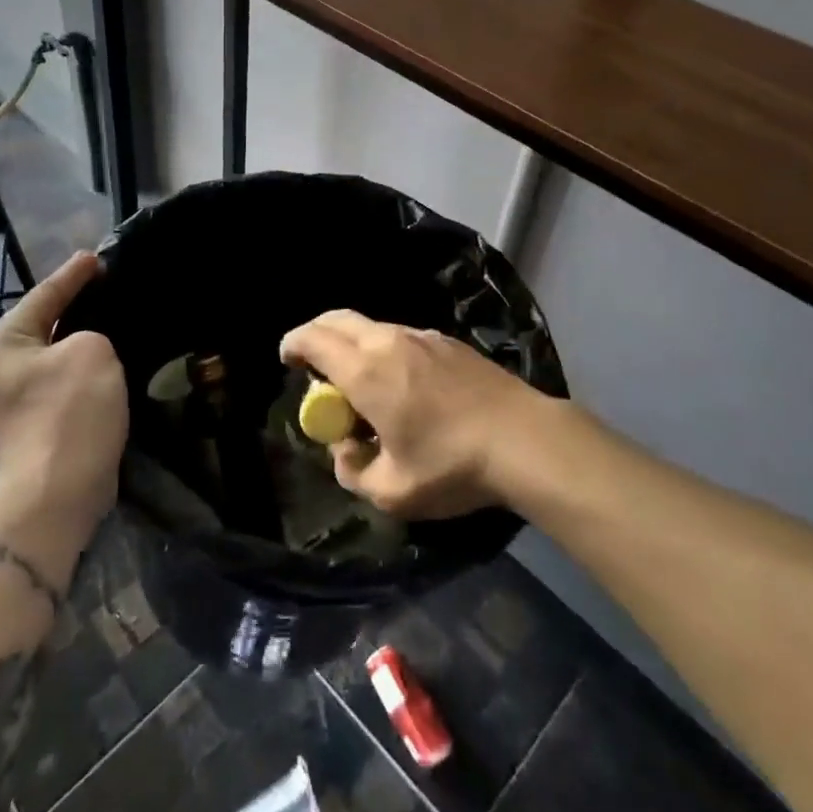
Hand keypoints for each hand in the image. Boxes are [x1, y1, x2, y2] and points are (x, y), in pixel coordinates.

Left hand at [0, 251, 127, 525]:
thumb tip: (86, 349)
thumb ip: (91, 333)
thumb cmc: (70, 412)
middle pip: (44, 325)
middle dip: (75, 307)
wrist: (58, 493)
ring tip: (113, 322)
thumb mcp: (91, 350)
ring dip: (82, 342)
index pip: (44, 295)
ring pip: (55, 356)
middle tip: (107, 286)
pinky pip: (63, 382)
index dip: (73, 274)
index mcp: (2, 343)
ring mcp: (13, 401)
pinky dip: (84, 371)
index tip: (96, 257)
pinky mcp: (34, 425)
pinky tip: (109, 365)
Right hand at [279, 310, 545, 518]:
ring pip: (372, 326)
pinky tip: (402, 384)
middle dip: (316, 334)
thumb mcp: (392, 492)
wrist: (525, 439)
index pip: (314, 339)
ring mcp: (422, 336)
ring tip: (360, 382)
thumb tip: (345, 450)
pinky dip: (383, 349)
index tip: (287, 360)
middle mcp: (389, 341)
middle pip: (338, 319)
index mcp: (366, 370)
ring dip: (352, 343)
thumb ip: (353, 471)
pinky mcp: (449, 342)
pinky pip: (401, 336)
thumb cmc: (452, 466)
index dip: (293, 345)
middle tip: (311, 362)